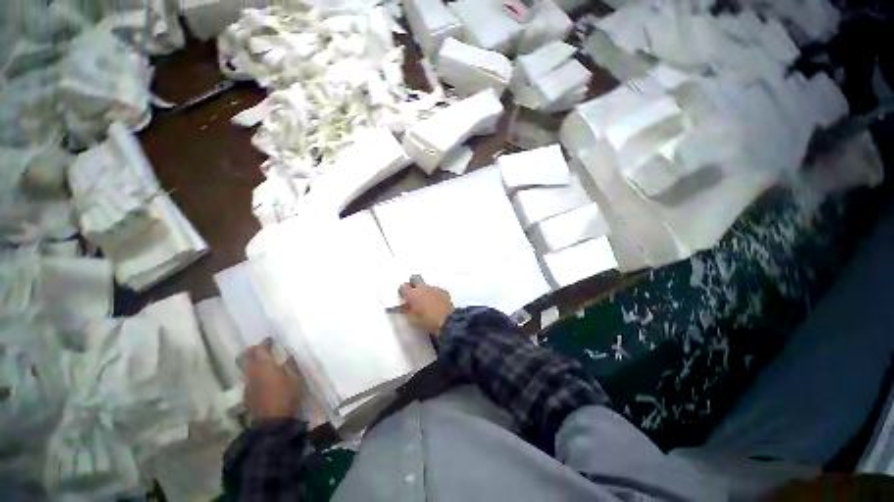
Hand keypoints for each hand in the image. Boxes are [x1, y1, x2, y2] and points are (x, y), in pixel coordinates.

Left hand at [242, 344, 301, 422]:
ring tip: (265, 363)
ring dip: (252, 362)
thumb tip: (288, 356)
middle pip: (246, 356)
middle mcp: (252, 372)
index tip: (272, 340)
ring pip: (245, 367)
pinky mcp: (247, 394)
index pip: (259, 348)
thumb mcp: (295, 378)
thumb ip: (290, 365)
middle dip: (253, 350)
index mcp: (264, 366)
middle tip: (263, 349)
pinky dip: (254, 373)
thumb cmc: (287, 396)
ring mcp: (247, 384)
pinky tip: (263, 378)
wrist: (272, 422)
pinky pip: (248, 378)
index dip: (265, 342)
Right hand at [399, 276, 453, 334]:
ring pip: (426, 285)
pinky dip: (434, 295)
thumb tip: (402, 306)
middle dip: (413, 283)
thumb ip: (406, 310)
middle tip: (414, 293)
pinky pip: (436, 290)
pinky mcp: (443, 291)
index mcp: (412, 294)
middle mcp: (422, 288)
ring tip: (427, 302)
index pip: (403, 287)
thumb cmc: (427, 322)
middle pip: (415, 278)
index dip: (402, 291)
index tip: (404, 297)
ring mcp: (434, 288)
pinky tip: (437, 303)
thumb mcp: (412, 320)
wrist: (448, 321)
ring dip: (425, 291)